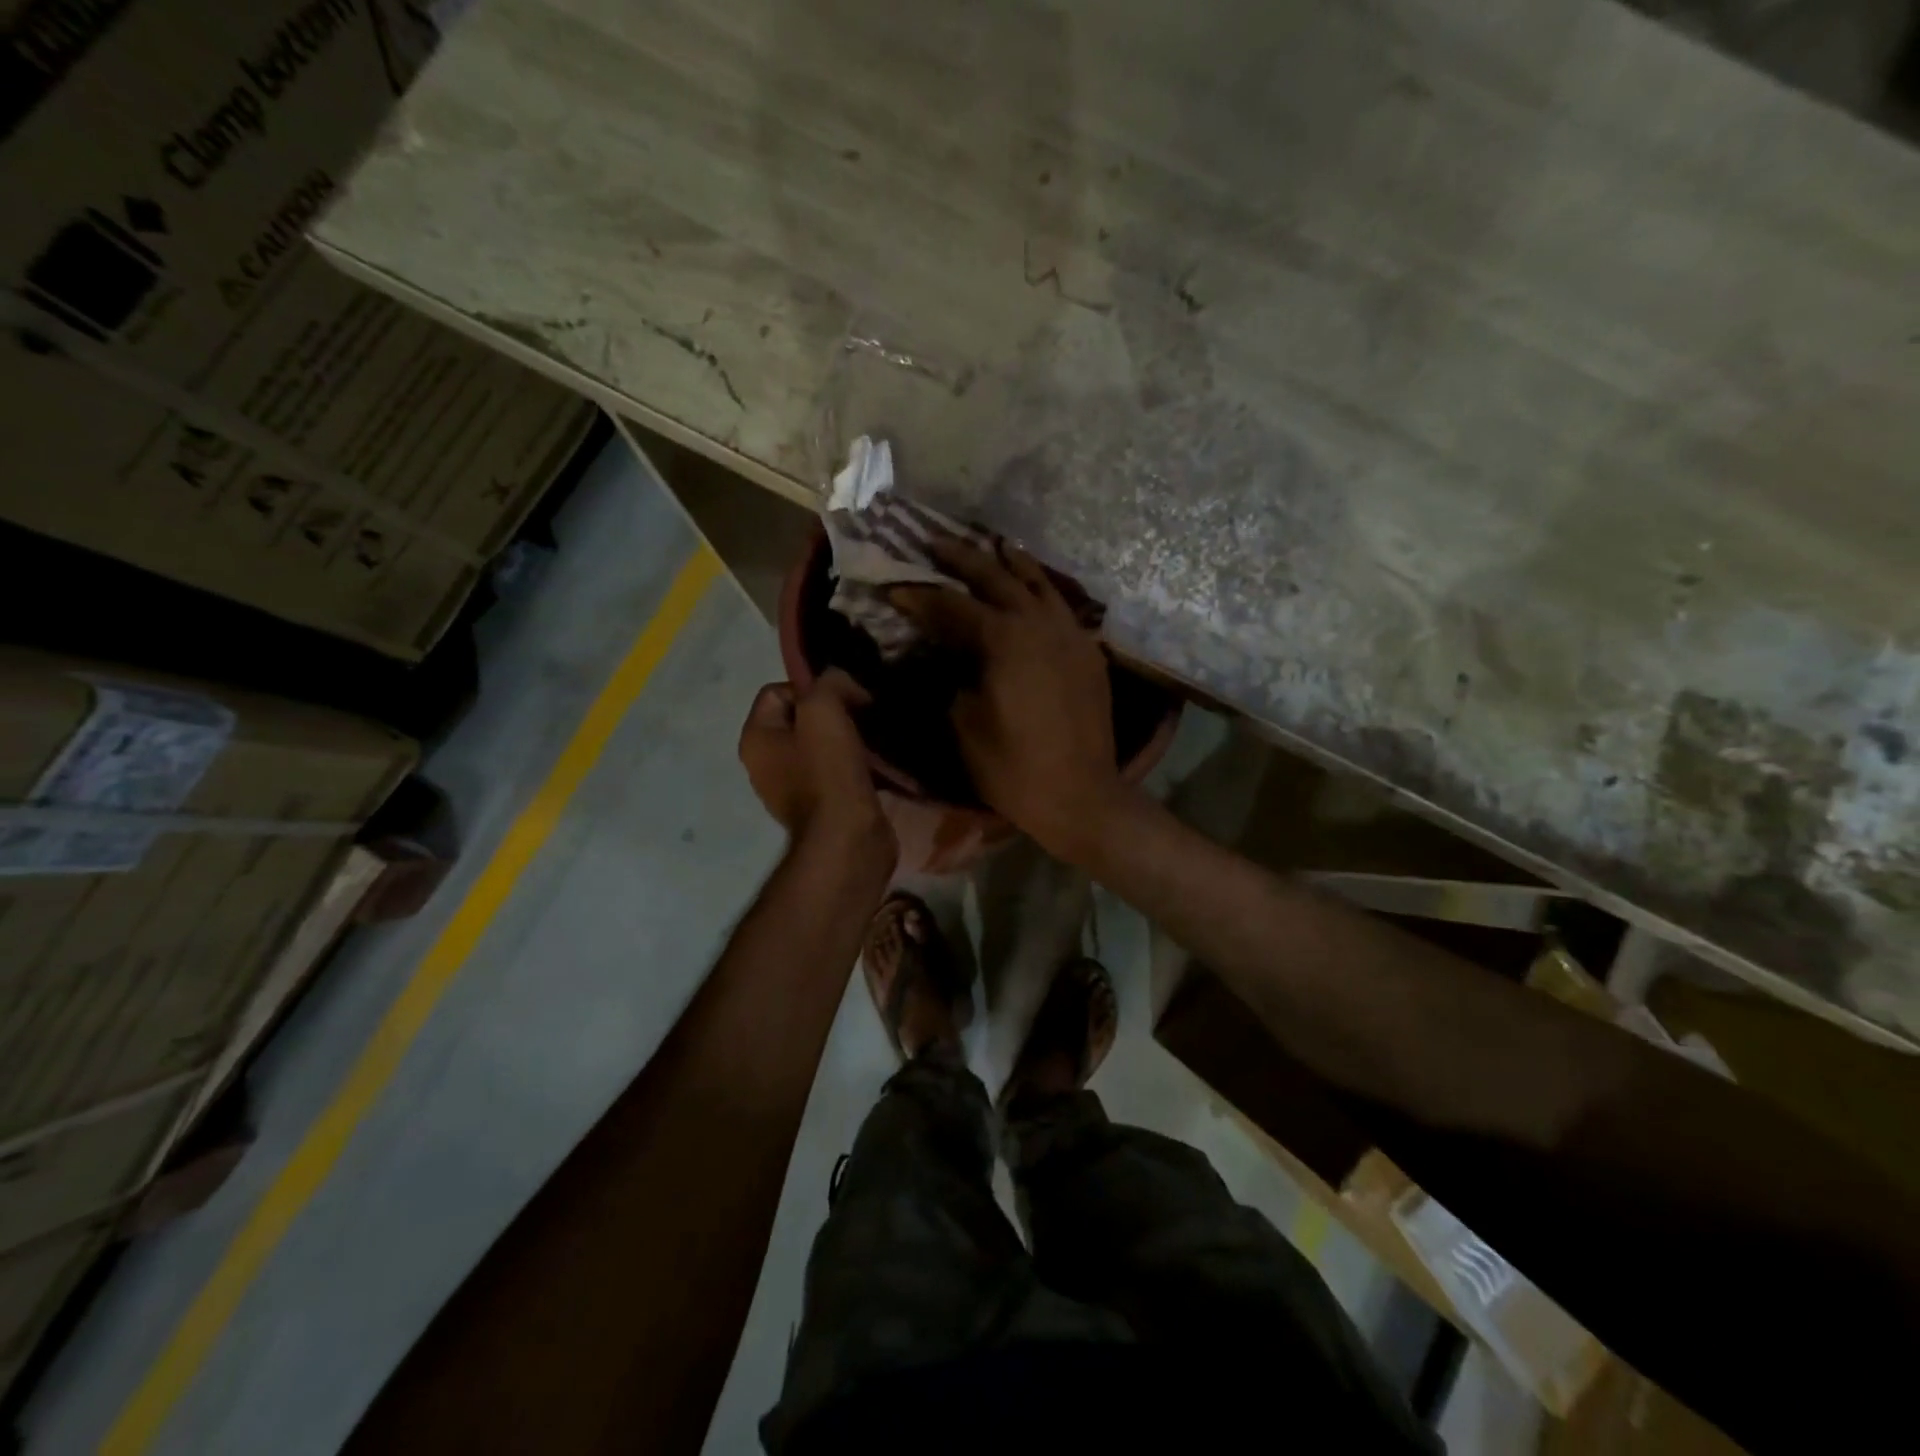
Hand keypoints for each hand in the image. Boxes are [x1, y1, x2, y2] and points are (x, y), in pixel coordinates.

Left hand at [739, 670, 894, 862]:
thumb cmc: (828, 771)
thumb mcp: (824, 709)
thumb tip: (843, 685)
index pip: (777, 690)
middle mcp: (765, 763)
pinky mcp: (820, 806)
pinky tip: (876, 764)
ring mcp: (792, 788)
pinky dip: (855, 764)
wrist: (848, 838)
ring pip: (821, 744)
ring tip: (873, 739)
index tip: (845, 699)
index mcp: (755, 738)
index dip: (812, 687)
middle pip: (801, 718)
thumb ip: (829, 682)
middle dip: (834, 712)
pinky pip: (836, 771)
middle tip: (863, 716)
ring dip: (848, 738)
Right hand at [891, 538, 1123, 859]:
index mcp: (1004, 639)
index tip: (892, 588)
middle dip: (963, 559)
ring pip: (1040, 584)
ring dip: (1012, 564)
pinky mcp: (1089, 652)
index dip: (918, 596)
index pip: (952, 606)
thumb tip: (942, 657)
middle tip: (935, 543)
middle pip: (997, 577)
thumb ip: (949, 678)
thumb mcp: (963, 723)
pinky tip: (1035, 591)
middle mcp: (1040, 624)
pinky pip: (1063, 608)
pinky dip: (1043, 592)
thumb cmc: (1012, 766)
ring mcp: (1070, 634)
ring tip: (994, 546)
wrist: (1080, 795)